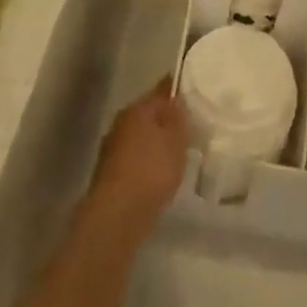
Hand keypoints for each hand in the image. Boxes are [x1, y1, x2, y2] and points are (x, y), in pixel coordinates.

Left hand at [86, 78, 186, 239]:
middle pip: (150, 114)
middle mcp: (122, 122)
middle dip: (167, 119)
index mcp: (137, 108)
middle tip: (191, 126)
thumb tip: (176, 98)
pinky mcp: (111, 175)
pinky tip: (161, 174)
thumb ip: (179, 115)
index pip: (162, 90)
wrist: (117, 216)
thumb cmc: (151, 170)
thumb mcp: (176, 138)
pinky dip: (149, 163)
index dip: (178, 90)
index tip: (195, 94)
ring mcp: (113, 149)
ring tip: (179, 153)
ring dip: (157, 142)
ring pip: (142, 137)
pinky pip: (137, 159)